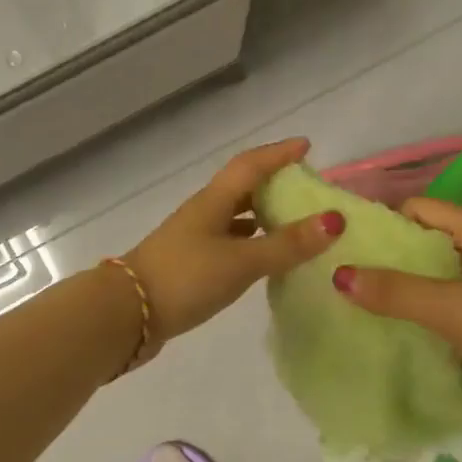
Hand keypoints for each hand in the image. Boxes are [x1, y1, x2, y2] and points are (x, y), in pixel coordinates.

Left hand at [124, 139, 344, 351]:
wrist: (127, 315)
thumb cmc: (185, 278)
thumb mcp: (241, 261)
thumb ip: (287, 244)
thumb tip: (335, 219)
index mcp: (213, 202)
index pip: (250, 165)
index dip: (278, 153)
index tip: (307, 147)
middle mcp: (203, 214)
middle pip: (242, 188)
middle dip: (274, 183)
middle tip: (307, 189)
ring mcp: (193, 239)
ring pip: (234, 217)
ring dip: (262, 214)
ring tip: (295, 222)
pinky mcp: (189, 264)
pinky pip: (228, 242)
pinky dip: (250, 243)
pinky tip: (263, 257)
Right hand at [333, 198, 461, 438]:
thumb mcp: (452, 309)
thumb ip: (395, 291)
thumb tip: (339, 275)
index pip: (421, 210)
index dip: (383, 222)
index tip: (343, 244)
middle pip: (425, 243)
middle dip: (386, 258)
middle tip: (341, 276)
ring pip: (434, 278)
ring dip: (401, 289)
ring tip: (355, 302)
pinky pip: (445, 307)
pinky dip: (420, 313)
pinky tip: (390, 328)